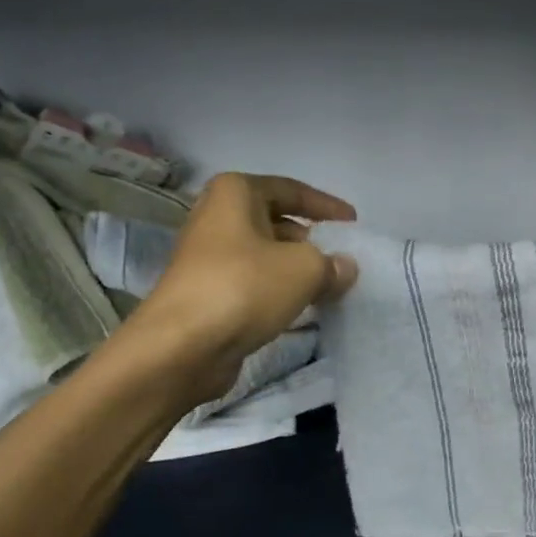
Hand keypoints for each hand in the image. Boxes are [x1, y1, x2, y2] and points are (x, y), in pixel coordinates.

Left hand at [119, 173, 358, 400]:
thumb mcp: (304, 269)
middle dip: (311, 240)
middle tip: (342, 259)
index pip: (290, 189)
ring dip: (296, 269)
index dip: (325, 205)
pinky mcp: (208, 294)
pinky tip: (302, 308)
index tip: (353, 223)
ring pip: (265, 256)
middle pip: (275, 222)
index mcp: (235, 193)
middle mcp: (217, 218)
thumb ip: (332, 264)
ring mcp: (208, 258)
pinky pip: (254, 284)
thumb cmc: (244, 288)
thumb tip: (345, 267)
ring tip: (330, 286)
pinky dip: (279, 292)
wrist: (182, 346)